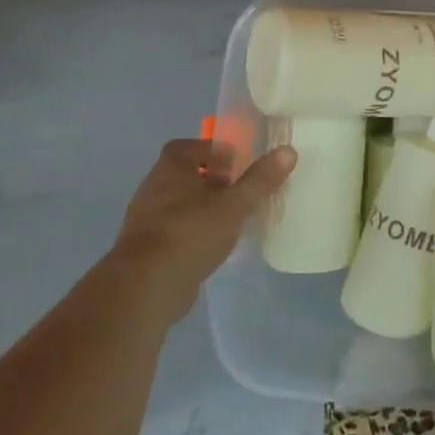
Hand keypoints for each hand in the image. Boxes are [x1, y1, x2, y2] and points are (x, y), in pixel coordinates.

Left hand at [112, 139, 295, 304]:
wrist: (146, 287)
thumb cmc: (191, 233)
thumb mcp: (234, 205)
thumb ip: (260, 180)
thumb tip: (288, 151)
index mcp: (170, 170)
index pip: (185, 147)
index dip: (211, 150)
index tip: (236, 163)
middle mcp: (153, 189)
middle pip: (184, 175)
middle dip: (211, 179)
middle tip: (239, 190)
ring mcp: (145, 221)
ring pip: (179, 204)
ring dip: (203, 207)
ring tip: (231, 219)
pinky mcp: (146, 250)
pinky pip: (174, 230)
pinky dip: (193, 232)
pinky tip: (213, 245)